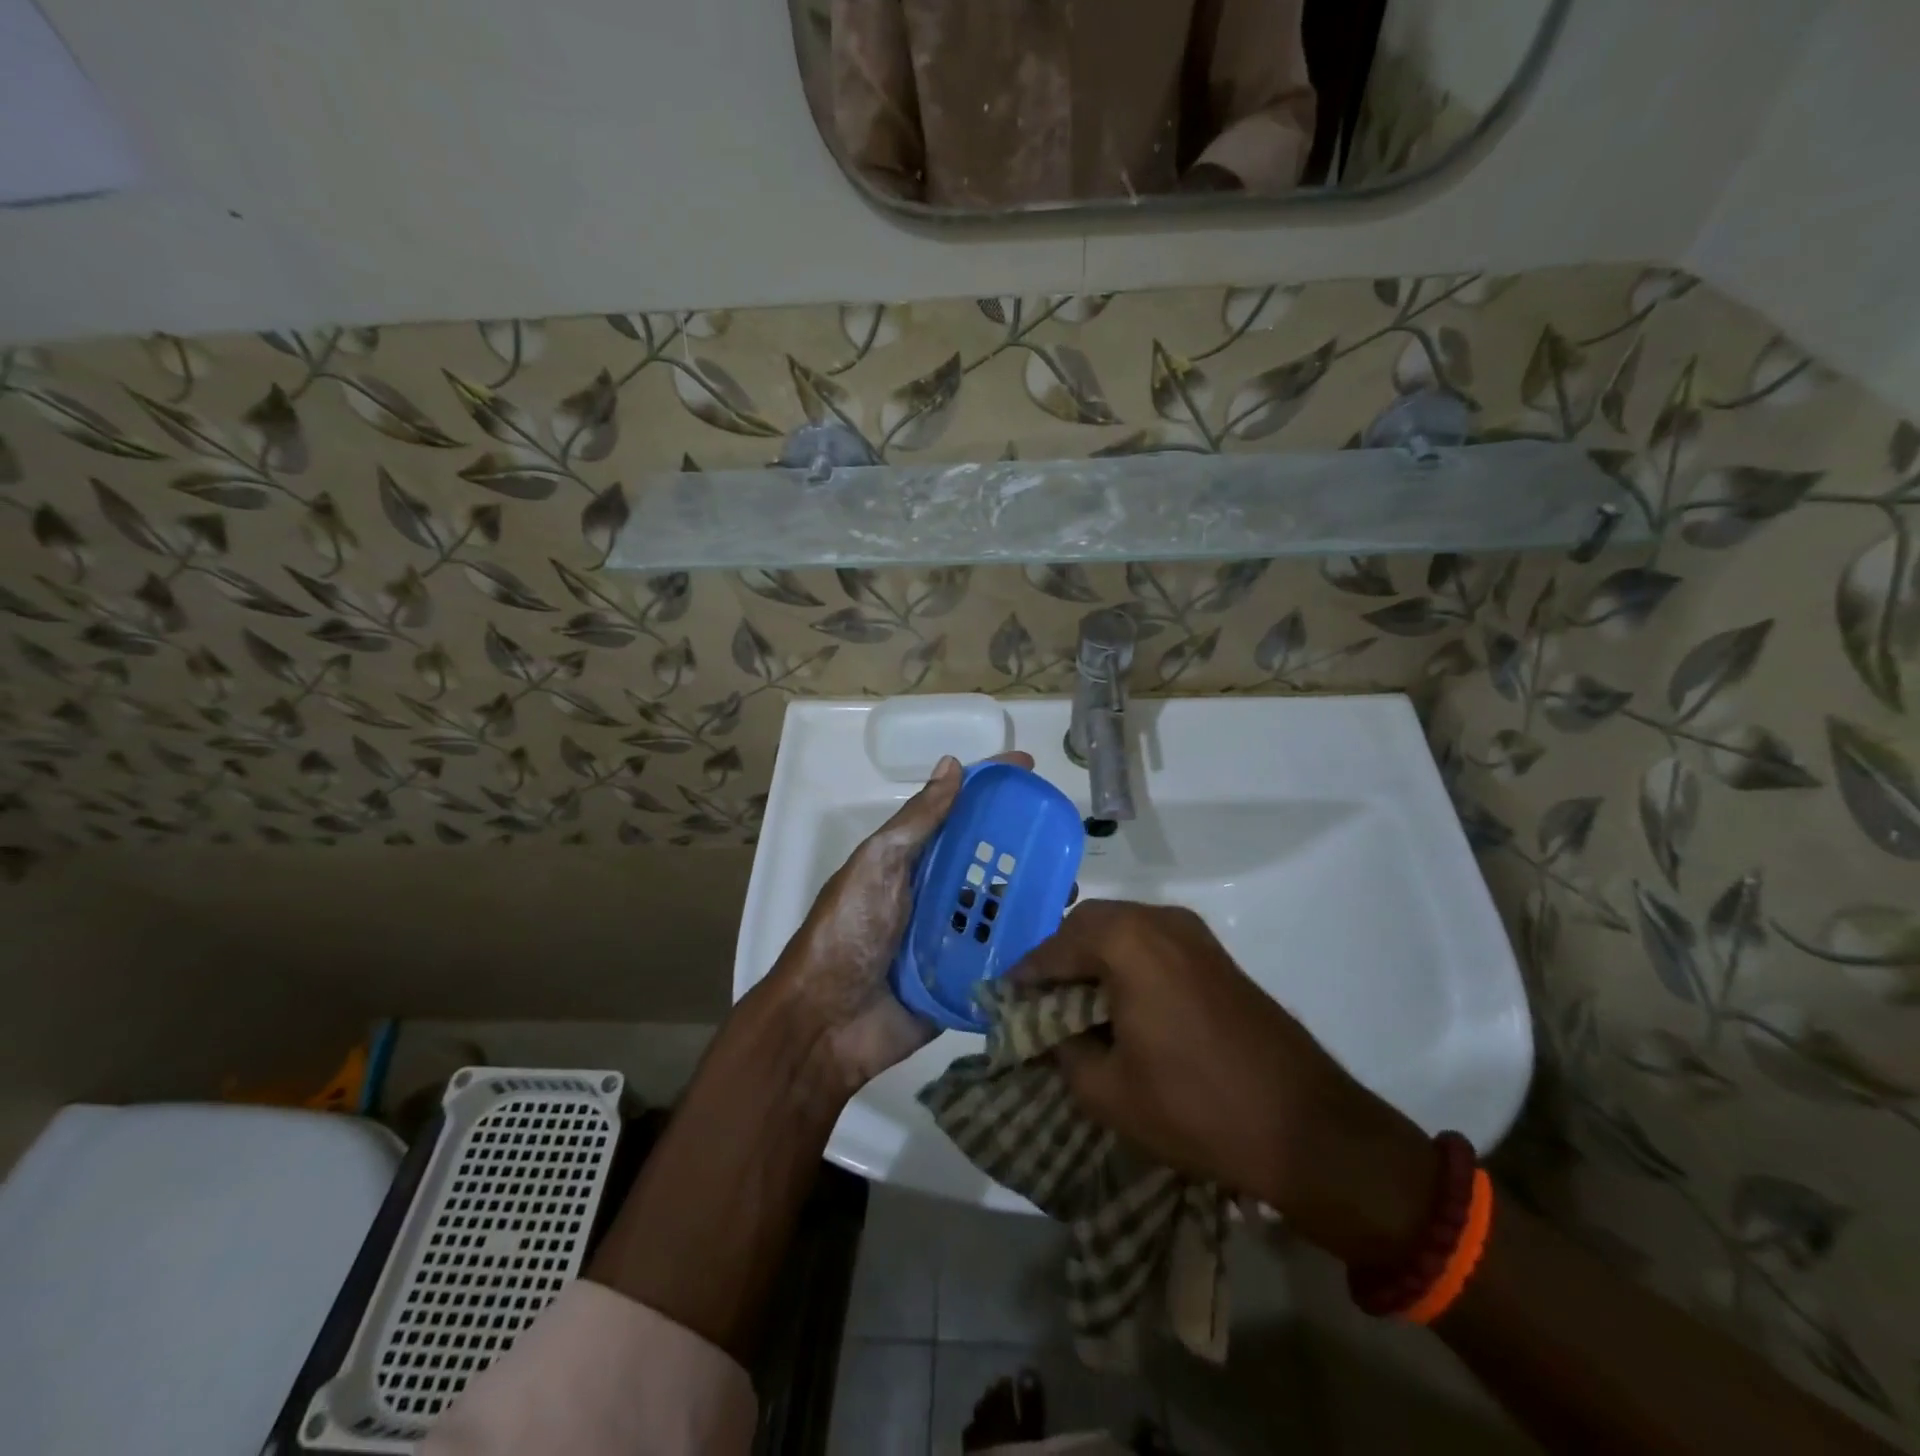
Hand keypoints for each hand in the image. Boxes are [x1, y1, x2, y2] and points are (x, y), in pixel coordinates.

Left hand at [769, 751, 1033, 1093]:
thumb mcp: (878, 865)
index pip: (958, 813)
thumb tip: (952, 764)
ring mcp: (950, 939)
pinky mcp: (962, 981)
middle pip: (987, 860)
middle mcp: (935, 894)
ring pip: (1001, 909)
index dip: (990, 787)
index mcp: (913, 862)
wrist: (825, 1023)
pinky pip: (1002, 959)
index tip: (1029, 768)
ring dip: (1033, 897)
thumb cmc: (848, 932)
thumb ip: (917, 821)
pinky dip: (1027, 948)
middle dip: (1024, 847)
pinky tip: (1059, 940)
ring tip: (1069, 891)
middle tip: (1065, 840)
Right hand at [1018, 900, 1439, 1266]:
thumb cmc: (1195, 1107)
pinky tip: (1120, 1001)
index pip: (1054, 947)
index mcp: (1126, 942)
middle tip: (1040, 1000)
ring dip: (1092, 956)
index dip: (1025, 975)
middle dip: (1058, 958)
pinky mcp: (1215, 954)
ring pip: (1122, 929)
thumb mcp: (1107, 1090)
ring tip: (1077, 1002)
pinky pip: (1152, 941)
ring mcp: (1193, 933)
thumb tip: (1050, 1029)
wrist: (1306, 1127)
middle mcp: (1158, 920)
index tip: (1003, 999)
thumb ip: (1063, 1049)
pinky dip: (1125, 960)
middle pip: (1087, 925)